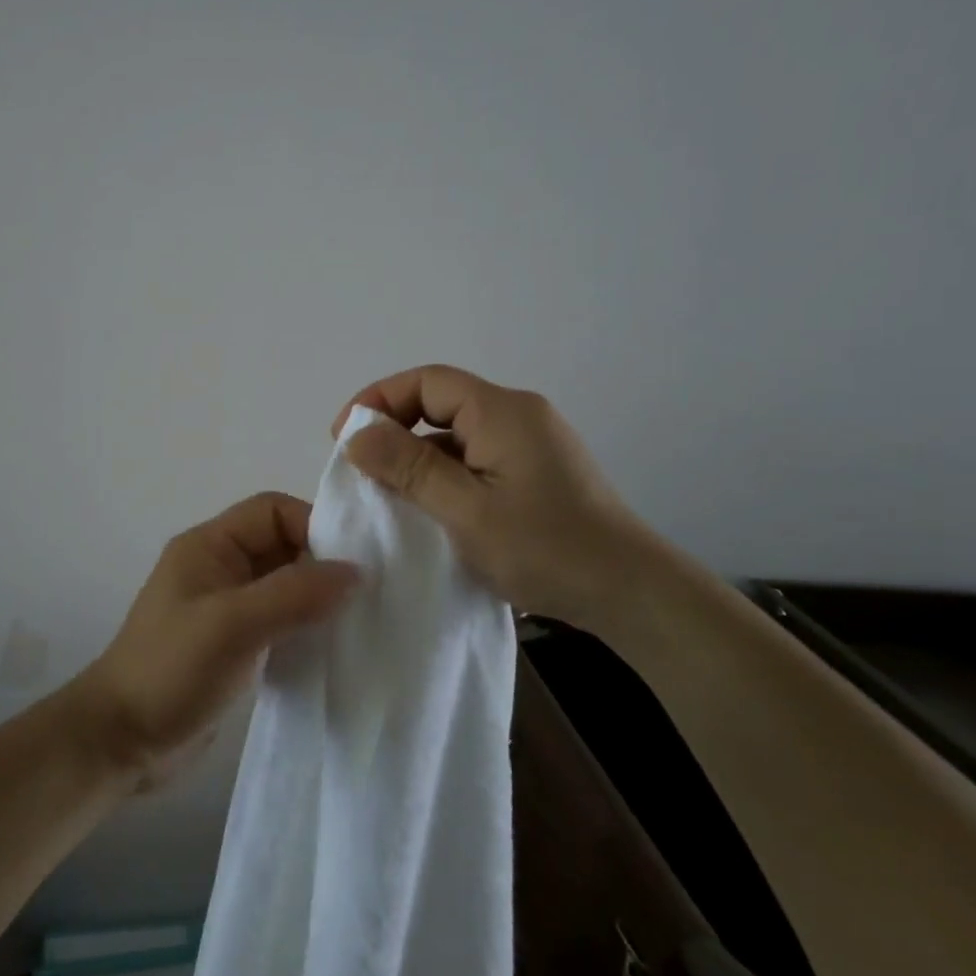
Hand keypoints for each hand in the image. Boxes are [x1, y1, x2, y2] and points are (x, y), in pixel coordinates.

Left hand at [72, 492, 359, 788]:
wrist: (121, 741)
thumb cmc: (171, 670)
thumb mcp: (233, 625)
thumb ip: (293, 593)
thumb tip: (355, 572)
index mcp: (209, 545)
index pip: (272, 512)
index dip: (314, 527)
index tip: (353, 565)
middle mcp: (219, 568)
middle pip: (282, 546)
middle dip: (322, 564)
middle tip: (366, 595)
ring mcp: (226, 608)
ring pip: (284, 585)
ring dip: (317, 599)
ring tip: (356, 622)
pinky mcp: (234, 644)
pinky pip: (280, 621)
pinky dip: (305, 628)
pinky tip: (329, 648)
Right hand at [334, 365, 657, 633]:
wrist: (631, 593)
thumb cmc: (546, 548)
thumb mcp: (466, 510)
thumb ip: (409, 468)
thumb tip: (356, 435)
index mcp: (501, 411)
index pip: (427, 381)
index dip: (379, 400)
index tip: (344, 437)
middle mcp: (518, 416)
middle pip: (441, 403)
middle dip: (394, 429)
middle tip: (361, 469)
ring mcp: (530, 445)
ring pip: (457, 435)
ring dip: (418, 457)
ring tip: (388, 495)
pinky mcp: (536, 473)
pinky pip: (476, 460)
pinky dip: (445, 476)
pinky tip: (431, 511)